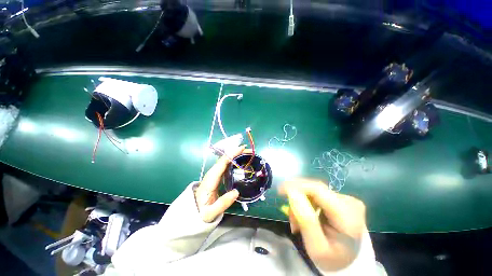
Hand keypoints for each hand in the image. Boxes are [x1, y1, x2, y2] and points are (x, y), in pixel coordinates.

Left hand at [194, 145, 246, 222]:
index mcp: (211, 179)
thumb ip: (223, 203)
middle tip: (249, 151)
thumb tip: (236, 192)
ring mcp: (214, 173)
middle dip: (236, 152)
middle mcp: (212, 173)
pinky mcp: (217, 175)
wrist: (193, 211)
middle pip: (224, 158)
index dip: (232, 154)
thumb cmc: (201, 212)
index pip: (222, 162)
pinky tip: (241, 160)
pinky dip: (234, 159)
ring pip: (225, 160)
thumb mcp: (210, 213)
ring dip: (236, 155)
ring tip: (247, 153)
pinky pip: (226, 164)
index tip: (242, 149)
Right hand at [278, 179, 366, 271]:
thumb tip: (292, 192)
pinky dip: (307, 202)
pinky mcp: (341, 198)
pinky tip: (305, 214)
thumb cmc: (332, 258)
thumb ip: (305, 220)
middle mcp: (350, 202)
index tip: (280, 190)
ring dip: (301, 202)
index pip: (318, 190)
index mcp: (348, 216)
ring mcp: (347, 198)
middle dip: (297, 197)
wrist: (349, 260)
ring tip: (296, 221)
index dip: (296, 186)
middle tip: (289, 216)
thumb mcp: (316, 248)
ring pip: (314, 191)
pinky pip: (317, 194)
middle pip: (315, 189)